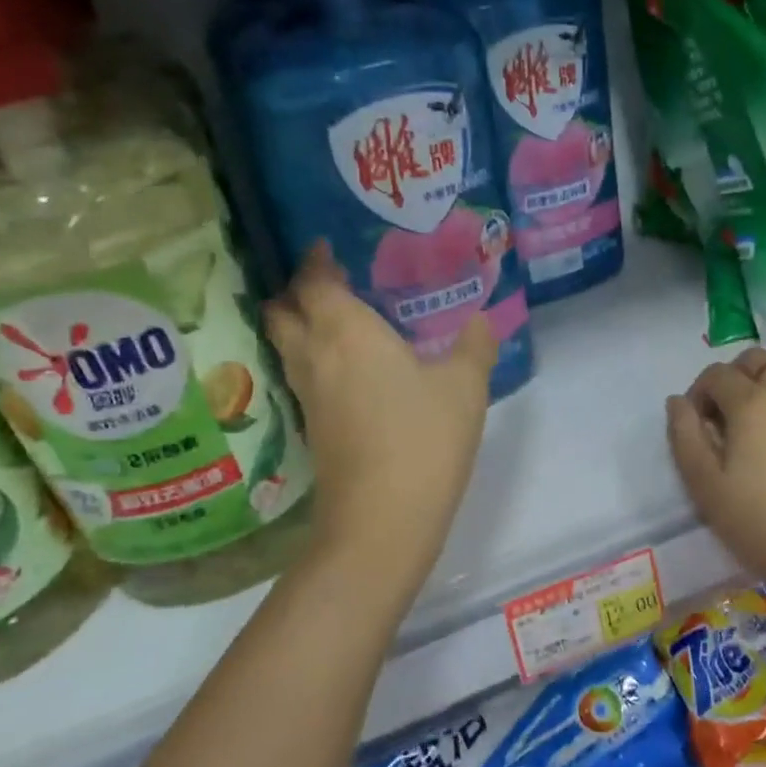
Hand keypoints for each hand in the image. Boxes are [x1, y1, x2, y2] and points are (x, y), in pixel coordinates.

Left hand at [266, 246, 495, 592]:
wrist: (383, 519)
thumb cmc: (424, 438)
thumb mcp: (465, 386)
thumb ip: (474, 345)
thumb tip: (481, 320)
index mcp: (348, 333)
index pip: (315, 283)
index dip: (316, 262)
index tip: (326, 247)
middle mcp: (317, 357)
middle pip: (284, 312)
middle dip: (297, 290)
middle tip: (328, 281)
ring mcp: (309, 396)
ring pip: (287, 345)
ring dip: (299, 324)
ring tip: (335, 318)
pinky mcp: (313, 428)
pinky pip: (302, 375)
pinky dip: (313, 358)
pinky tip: (346, 368)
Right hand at [666, 348, 765, 610]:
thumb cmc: (764, 527)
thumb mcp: (706, 489)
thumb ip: (685, 437)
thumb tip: (678, 402)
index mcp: (752, 403)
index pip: (717, 374)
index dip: (701, 393)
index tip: (701, 425)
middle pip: (757, 361)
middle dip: (736, 380)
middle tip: (733, 420)